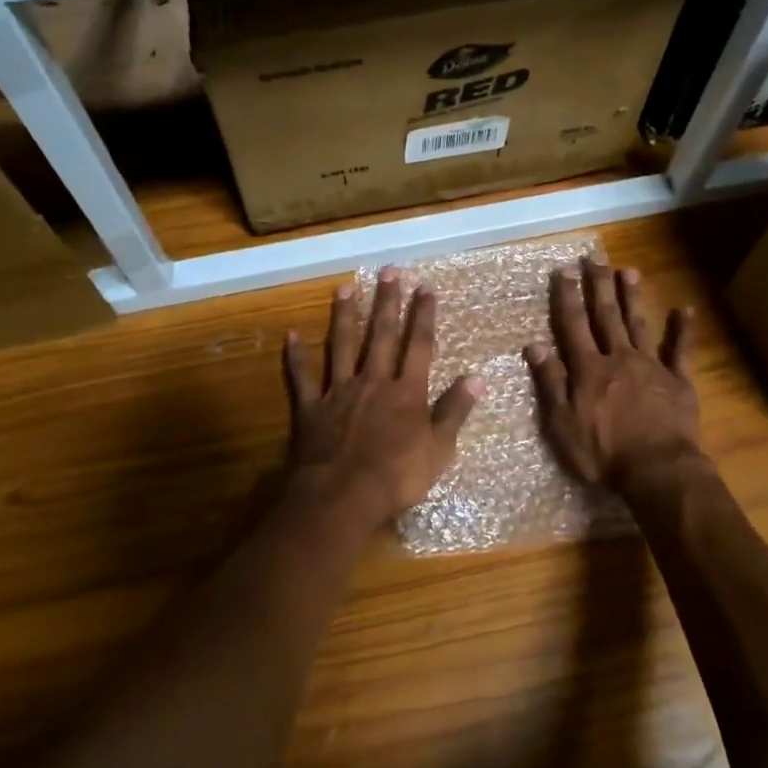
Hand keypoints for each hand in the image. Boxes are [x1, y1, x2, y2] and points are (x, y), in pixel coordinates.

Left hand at [282, 267, 480, 528]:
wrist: (343, 496)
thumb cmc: (397, 477)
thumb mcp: (439, 449)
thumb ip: (455, 410)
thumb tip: (477, 377)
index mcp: (406, 392)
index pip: (419, 345)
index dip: (423, 315)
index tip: (425, 287)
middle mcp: (373, 382)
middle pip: (382, 335)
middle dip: (387, 302)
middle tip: (389, 271)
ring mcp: (339, 392)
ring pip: (342, 346)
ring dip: (345, 317)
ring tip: (344, 289)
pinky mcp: (311, 408)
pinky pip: (302, 377)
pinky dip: (295, 356)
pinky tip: (290, 335)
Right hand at [525, 259, 702, 491]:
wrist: (657, 470)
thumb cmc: (602, 453)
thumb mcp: (562, 424)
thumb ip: (550, 382)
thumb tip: (534, 345)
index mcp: (588, 369)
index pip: (573, 325)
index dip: (567, 296)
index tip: (564, 270)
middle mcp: (618, 358)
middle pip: (606, 316)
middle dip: (598, 285)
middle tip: (595, 257)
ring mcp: (651, 367)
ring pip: (638, 324)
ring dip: (631, 297)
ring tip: (628, 270)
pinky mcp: (678, 382)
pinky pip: (680, 351)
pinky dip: (682, 330)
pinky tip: (684, 309)